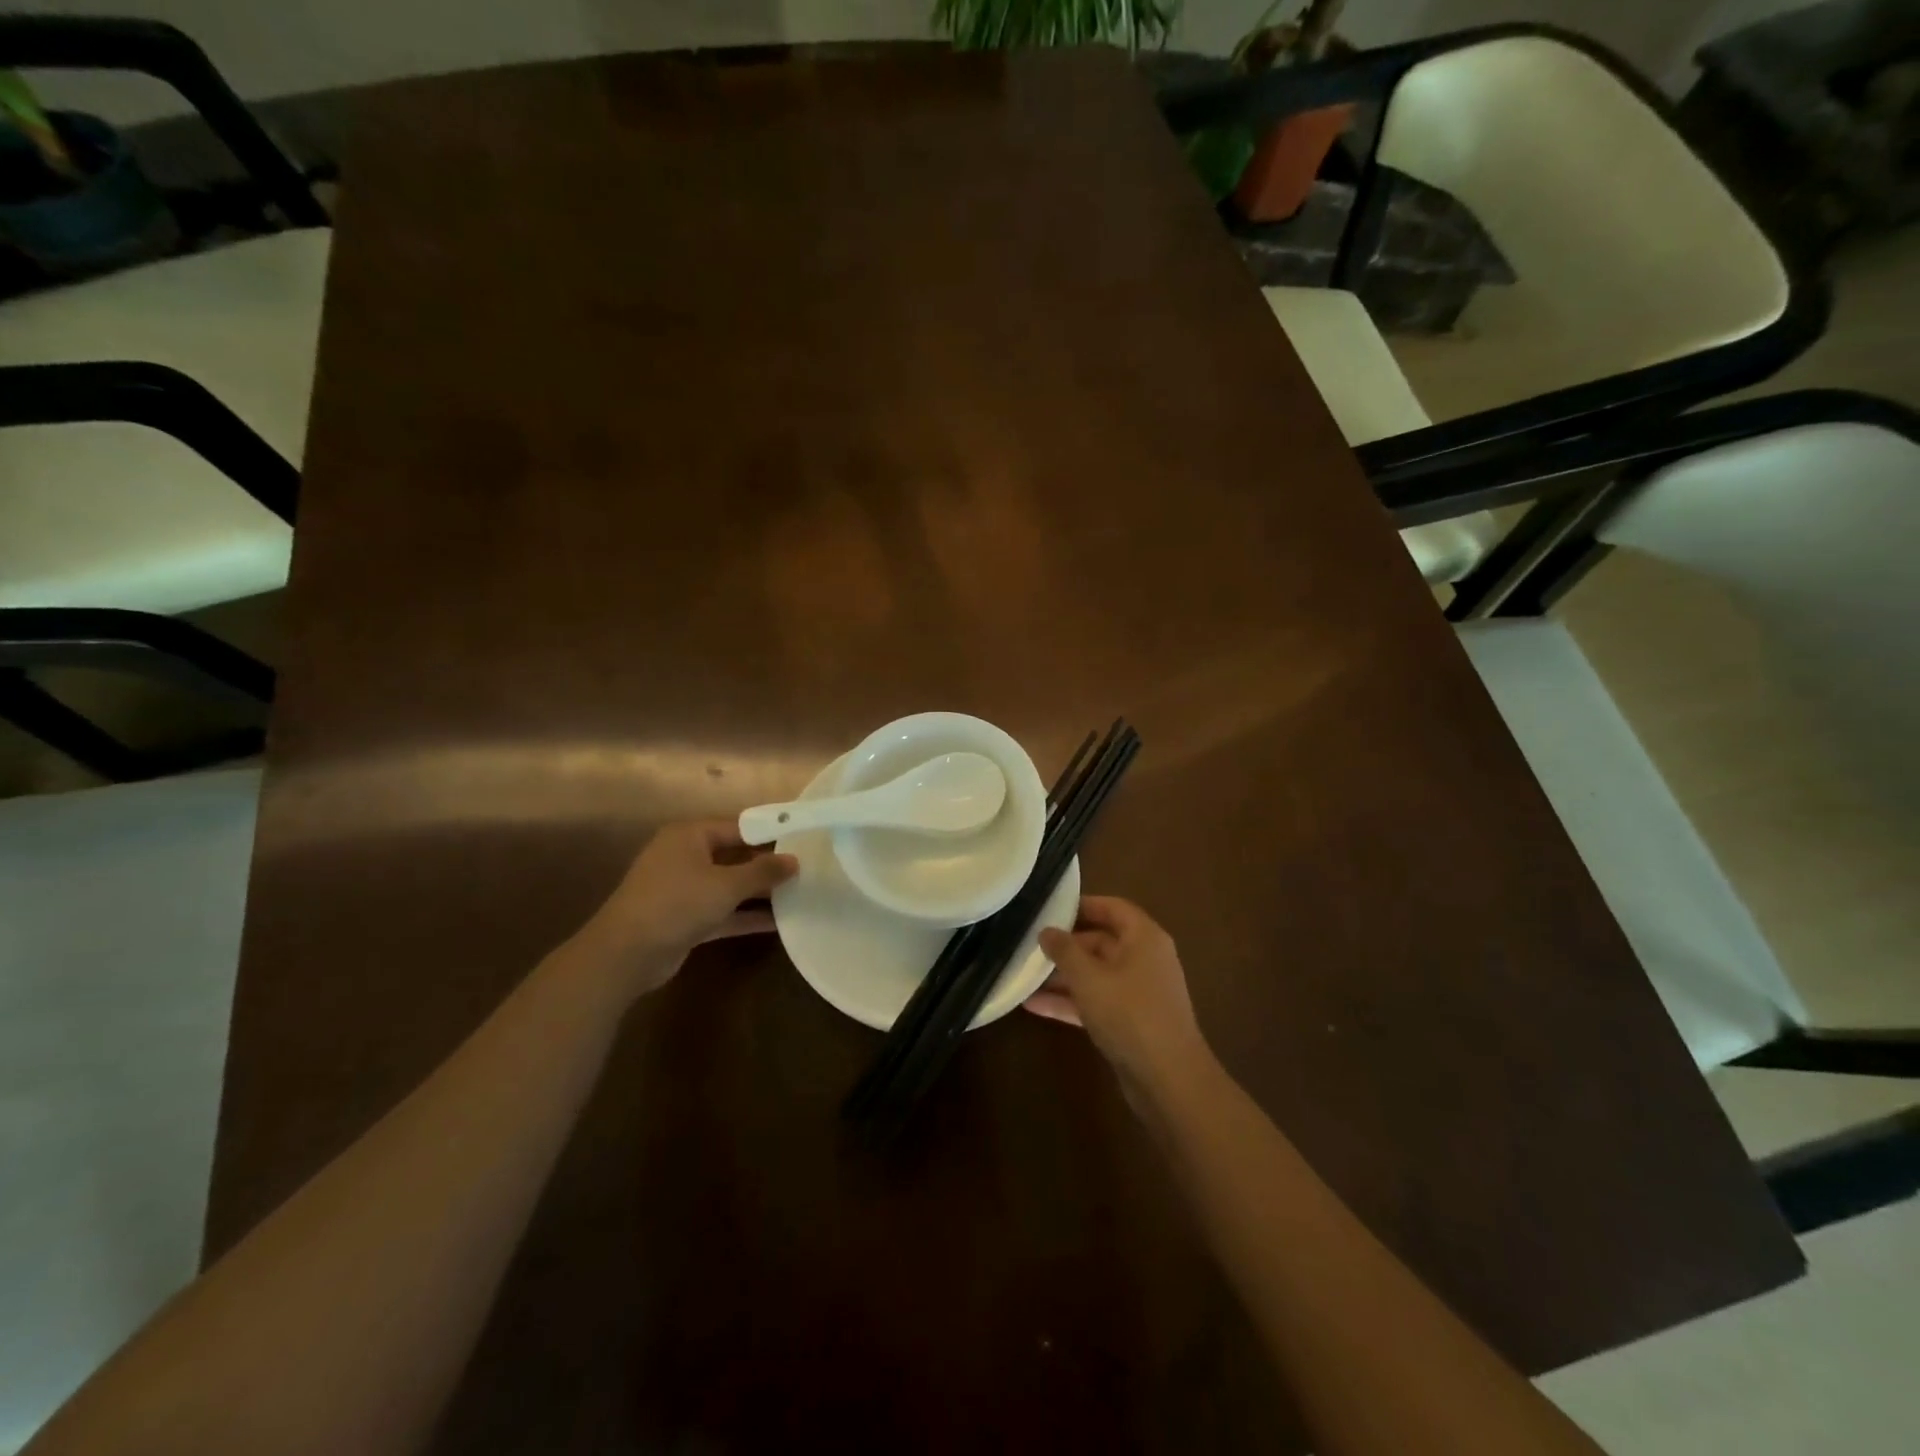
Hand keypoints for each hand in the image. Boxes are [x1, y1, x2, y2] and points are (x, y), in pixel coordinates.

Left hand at [564, 820, 796, 999]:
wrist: (626, 954)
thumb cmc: (677, 903)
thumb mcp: (726, 885)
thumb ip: (763, 872)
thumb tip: (794, 860)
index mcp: (689, 835)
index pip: (738, 827)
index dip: (769, 834)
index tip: (802, 841)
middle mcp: (685, 856)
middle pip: (734, 856)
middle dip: (766, 866)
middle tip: (805, 870)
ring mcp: (682, 889)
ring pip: (728, 886)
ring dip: (758, 893)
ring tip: (798, 895)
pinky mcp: (684, 919)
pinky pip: (721, 911)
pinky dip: (744, 916)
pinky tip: (778, 923)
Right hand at [1029, 896, 1209, 1100]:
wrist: (1168, 1080)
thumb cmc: (1129, 1014)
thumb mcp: (1089, 978)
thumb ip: (1064, 950)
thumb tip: (1046, 930)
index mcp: (1144, 938)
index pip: (1112, 908)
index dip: (1082, 905)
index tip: (1049, 908)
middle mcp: (1144, 959)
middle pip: (1101, 941)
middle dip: (1066, 945)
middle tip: (1029, 944)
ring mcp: (1138, 993)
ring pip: (1096, 974)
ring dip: (1063, 976)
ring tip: (1025, 974)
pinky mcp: (1130, 1022)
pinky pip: (1096, 1001)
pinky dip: (1070, 1001)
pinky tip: (1033, 1005)